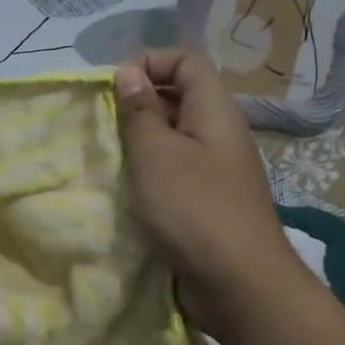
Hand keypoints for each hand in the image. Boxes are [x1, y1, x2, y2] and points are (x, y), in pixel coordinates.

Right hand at [114, 49, 305, 336]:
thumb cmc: (194, 209)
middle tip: (106, 130)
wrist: (238, 283)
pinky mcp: (209, 205)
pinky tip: (132, 196)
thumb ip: (140, 111)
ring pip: (175, 141)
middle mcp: (220, 135)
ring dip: (142, 147)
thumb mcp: (156, 154)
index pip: (186, 61)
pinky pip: (178, 176)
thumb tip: (129, 72)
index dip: (150, 62)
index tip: (113, 89)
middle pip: (180, 98)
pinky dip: (153, 178)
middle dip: (140, 106)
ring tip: (114, 163)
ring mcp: (217, 173)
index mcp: (215, 111)